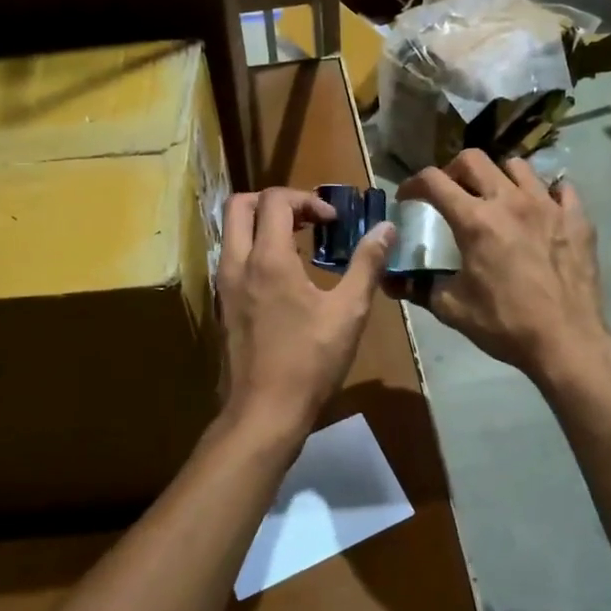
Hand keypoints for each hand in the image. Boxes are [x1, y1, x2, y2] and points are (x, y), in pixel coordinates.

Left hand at [216, 187, 394, 447]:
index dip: (307, 199)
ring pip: (232, 230)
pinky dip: (254, 247)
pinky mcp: (223, 303)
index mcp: (268, 258)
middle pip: (241, 204)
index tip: (333, 222)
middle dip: (276, 201)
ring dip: (263, 223)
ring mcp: (224, 284)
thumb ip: (367, 263)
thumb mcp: (348, 311)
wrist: (265, 411)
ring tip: (299, 242)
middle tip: (308, 219)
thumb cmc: (310, 361)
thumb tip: (386, 228)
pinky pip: (232, 256)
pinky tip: (285, 274)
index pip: (275, 200)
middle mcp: (237, 263)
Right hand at [396, 151, 610, 385]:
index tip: (408, 197)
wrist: (566, 342)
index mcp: (475, 220)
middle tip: (451, 193)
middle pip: (473, 159)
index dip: (413, 184)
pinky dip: (546, 193)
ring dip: (498, 177)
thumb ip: (418, 288)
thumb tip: (390, 282)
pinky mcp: (576, 218)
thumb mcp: (452, 309)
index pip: (434, 181)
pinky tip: (540, 211)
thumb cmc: (505, 324)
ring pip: (517, 166)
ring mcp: (547, 205)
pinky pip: (561, 188)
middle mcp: (510, 201)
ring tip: (496, 198)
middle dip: (453, 170)